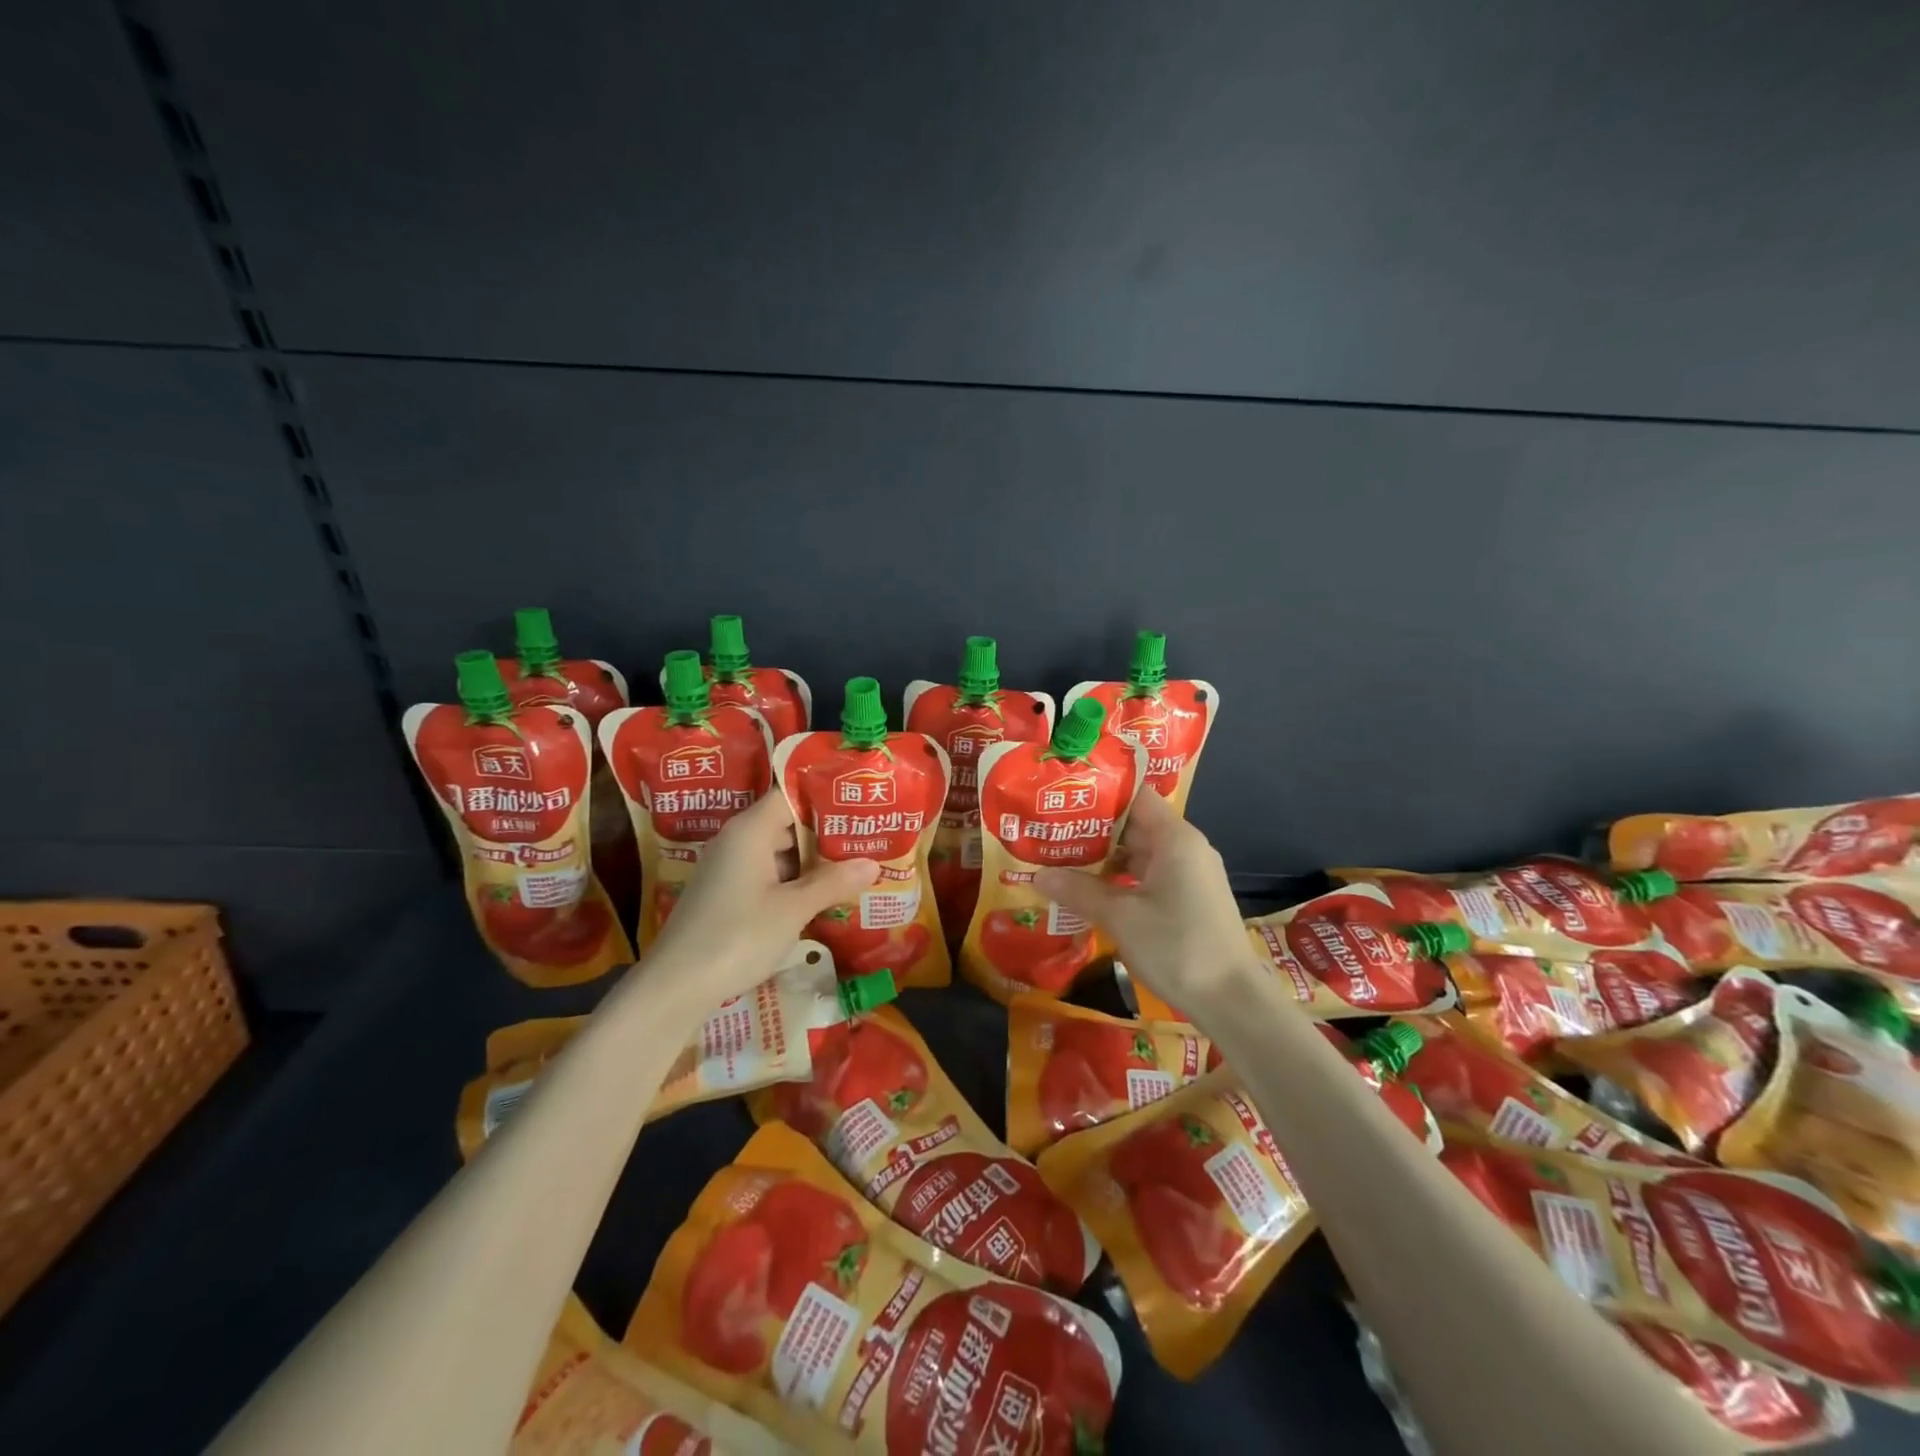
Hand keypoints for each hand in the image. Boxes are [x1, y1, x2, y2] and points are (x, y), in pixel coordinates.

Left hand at [643, 789, 879, 1005]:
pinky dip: (794, 880)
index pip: (790, 795)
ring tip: (855, 863)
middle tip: (868, 835)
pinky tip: (823, 894)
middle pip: (787, 822)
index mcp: (750, 831)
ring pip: (779, 851)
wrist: (676, 986)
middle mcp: (737, 841)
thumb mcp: (792, 910)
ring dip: (813, 860)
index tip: (859, 800)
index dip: (824, 795)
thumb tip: (874, 863)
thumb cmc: (737, 936)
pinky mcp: (727, 894)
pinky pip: (768, 874)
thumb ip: (832, 882)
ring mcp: (729, 869)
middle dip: (826, 831)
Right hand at [1035, 789, 1262, 1024]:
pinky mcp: (1189, 899)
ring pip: (1140, 853)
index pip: (1134, 796)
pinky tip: (1091, 891)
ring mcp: (1189, 875)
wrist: (1232, 1001)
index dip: (1099, 793)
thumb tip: (1039, 874)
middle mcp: (1185, 848)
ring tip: (1061, 858)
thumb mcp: (1120, 917)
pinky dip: (1121, 880)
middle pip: (1134, 824)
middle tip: (1050, 830)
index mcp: (1175, 838)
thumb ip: (1079, 891)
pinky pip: (1148, 876)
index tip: (1063, 795)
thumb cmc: (1177, 947)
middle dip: (1092, 829)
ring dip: (1104, 858)